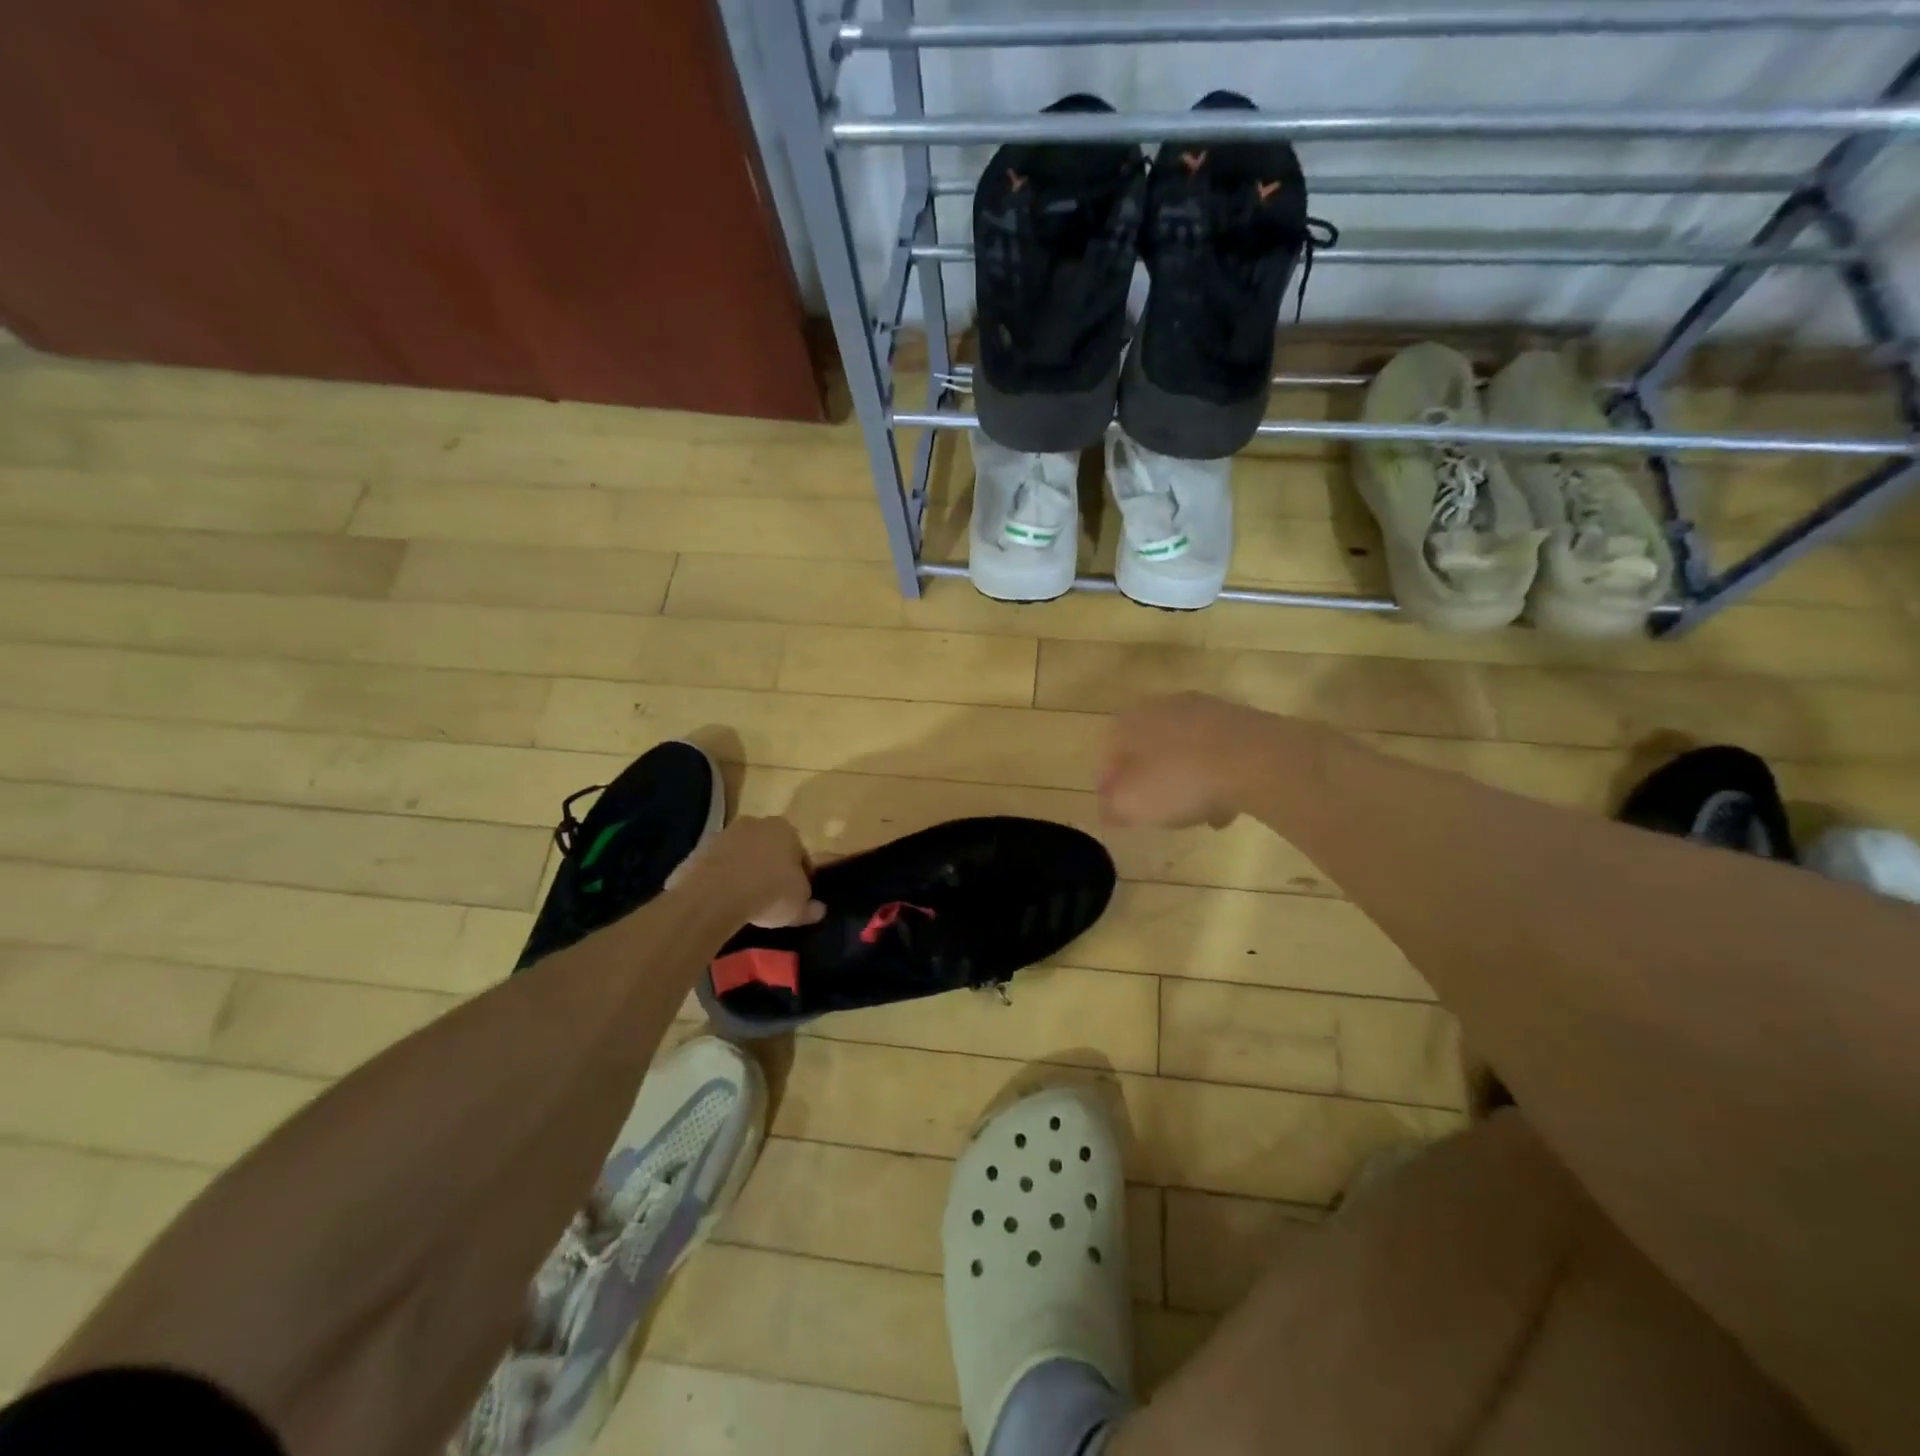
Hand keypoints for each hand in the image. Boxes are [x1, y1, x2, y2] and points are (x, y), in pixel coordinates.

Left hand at [666, 816, 824, 927]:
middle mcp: (755, 824)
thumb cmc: (769, 892)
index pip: (800, 853)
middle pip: (769, 848)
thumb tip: (819, 910)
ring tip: (745, 901)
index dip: (802, 876)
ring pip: (741, 855)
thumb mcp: (797, 906)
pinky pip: (717, 866)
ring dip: (744, 872)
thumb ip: (809, 906)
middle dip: (771, 868)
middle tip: (772, 897)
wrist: (714, 895)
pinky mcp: (698, 849)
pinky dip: (721, 879)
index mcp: (785, 829)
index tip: (798, 896)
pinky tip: (722, 901)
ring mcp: (724, 834)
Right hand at [1098, 692, 1270, 828]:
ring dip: (1184, 780)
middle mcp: (1162, 707)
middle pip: (1146, 750)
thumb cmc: (1180, 780)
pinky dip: (1215, 777)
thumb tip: (1107, 809)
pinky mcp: (1239, 720)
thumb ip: (1112, 807)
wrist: (1257, 759)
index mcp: (1128, 722)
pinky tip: (1225, 806)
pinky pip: (1216, 753)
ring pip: (1183, 751)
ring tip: (1193, 814)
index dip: (1108, 788)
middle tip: (1153, 811)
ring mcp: (1204, 710)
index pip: (1107, 756)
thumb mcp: (1132, 804)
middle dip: (1147, 781)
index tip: (1115, 813)